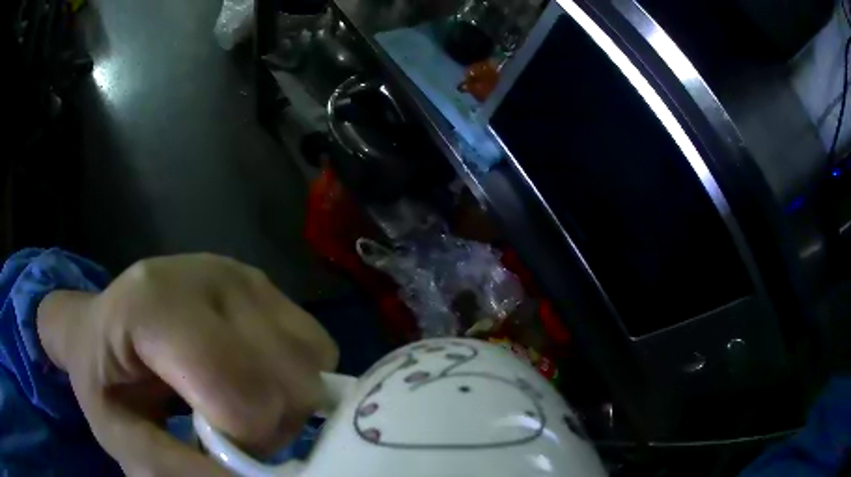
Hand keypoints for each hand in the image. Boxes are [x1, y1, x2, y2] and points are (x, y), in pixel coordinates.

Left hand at [37, 254, 338, 475]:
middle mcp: (208, 277)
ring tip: (242, 404)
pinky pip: (314, 346)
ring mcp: (242, 275)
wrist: (99, 325)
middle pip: (288, 382)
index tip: (217, 450)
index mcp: (154, 307)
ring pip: (311, 363)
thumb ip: (175, 471)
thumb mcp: (119, 437)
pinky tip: (254, 377)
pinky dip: (293, 378)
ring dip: (287, 404)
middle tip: (230, 432)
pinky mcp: (263, 283)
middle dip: (271, 427)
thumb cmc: (100, 379)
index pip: (240, 395)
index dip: (245, 442)